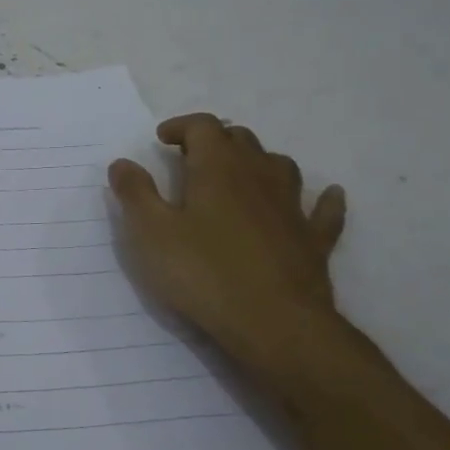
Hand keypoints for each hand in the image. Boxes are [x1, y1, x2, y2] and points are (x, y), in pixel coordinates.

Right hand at [108, 114, 347, 375]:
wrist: (274, 323)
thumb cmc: (203, 273)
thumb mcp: (151, 233)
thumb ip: (135, 193)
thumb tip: (122, 162)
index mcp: (218, 168)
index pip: (203, 126)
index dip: (181, 126)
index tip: (162, 139)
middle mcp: (259, 175)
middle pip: (241, 140)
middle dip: (215, 141)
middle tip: (191, 158)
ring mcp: (292, 207)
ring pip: (280, 166)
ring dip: (258, 161)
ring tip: (240, 173)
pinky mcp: (313, 240)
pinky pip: (323, 210)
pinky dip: (322, 199)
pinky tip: (328, 195)